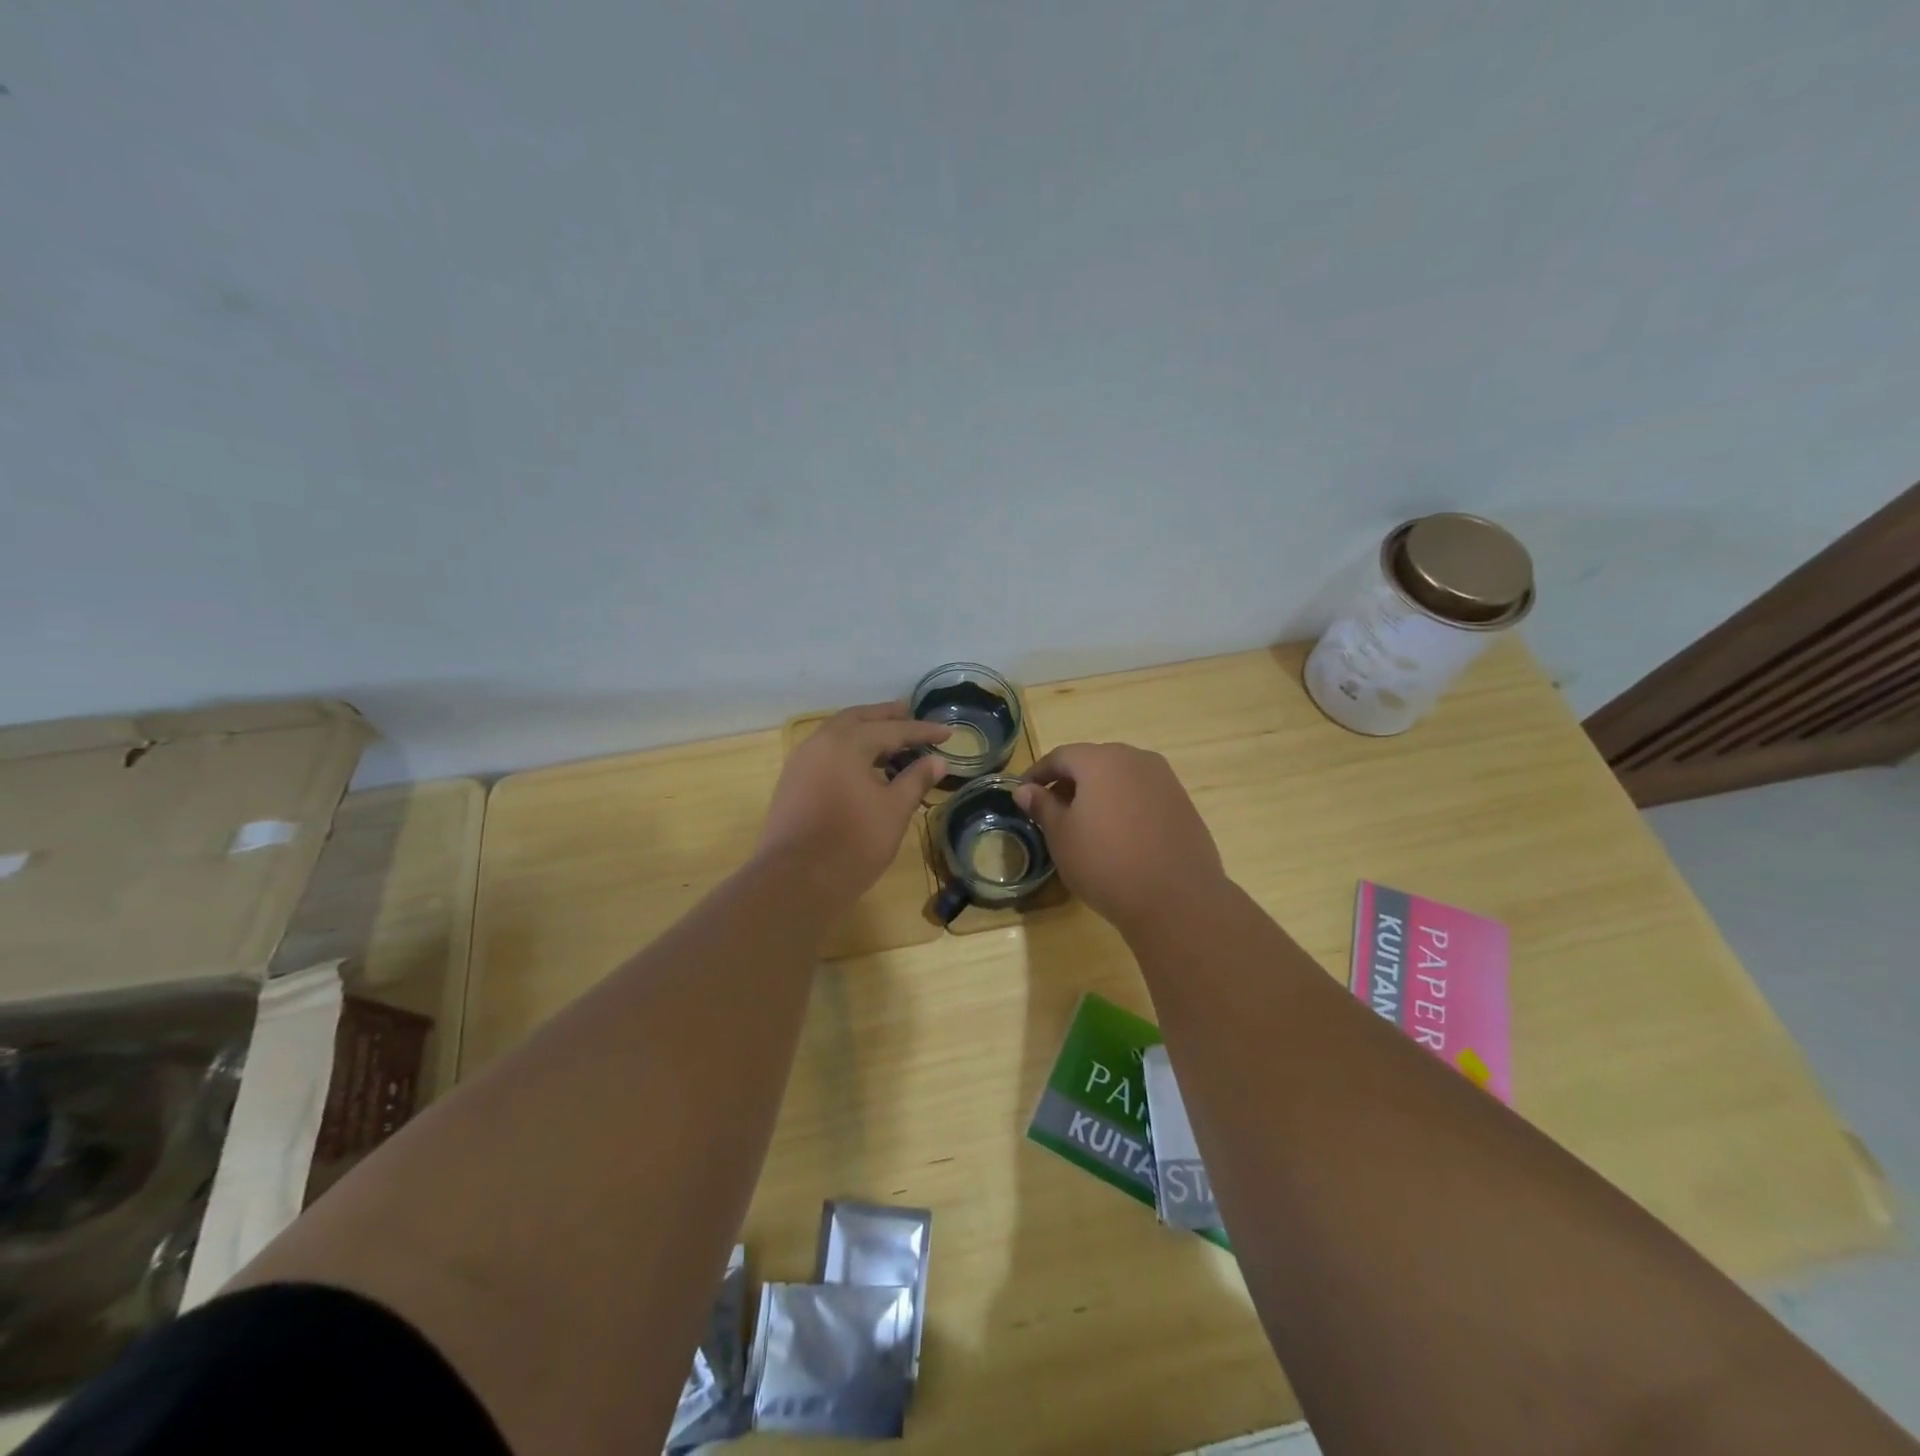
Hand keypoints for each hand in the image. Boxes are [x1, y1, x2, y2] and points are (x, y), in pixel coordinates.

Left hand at [755, 703, 949, 911]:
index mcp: (847, 743)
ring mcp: (801, 761)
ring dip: (864, 730)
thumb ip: (915, 780)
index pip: (892, 730)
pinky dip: (847, 747)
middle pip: (858, 719)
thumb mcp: (893, 811)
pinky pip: (825, 750)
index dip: (922, 731)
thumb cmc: (852, 844)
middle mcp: (820, 742)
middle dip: (886, 716)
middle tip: (909, 711)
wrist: (794, 881)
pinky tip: (861, 763)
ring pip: (837, 733)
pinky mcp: (792, 782)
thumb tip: (937, 761)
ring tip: (888, 735)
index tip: (948, 732)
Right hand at [1014, 742, 1227, 935]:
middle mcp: (1135, 758)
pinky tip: (1119, 834)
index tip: (1023, 793)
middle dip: (1069, 781)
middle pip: (1093, 761)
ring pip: (1120, 776)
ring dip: (1099, 792)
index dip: (1038, 773)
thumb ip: (1042, 806)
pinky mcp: (1182, 802)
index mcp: (1100, 761)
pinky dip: (1124, 804)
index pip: (1060, 756)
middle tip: (1052, 809)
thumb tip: (1025, 790)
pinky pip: (1143, 793)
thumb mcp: (1062, 836)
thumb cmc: (1106, 863)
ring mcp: (1164, 779)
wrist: (1176, 899)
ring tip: (1085, 823)